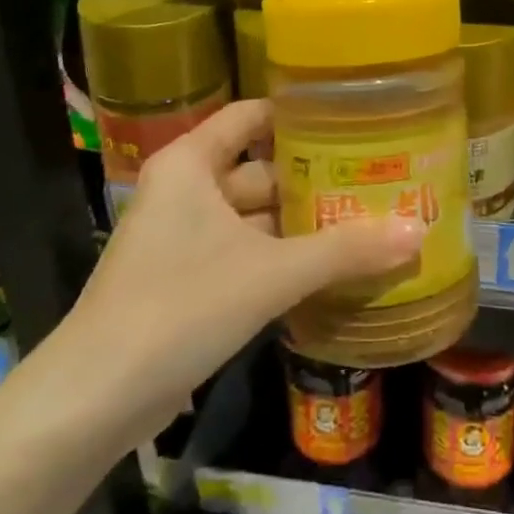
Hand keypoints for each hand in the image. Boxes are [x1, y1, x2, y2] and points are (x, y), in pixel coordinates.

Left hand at [67, 99, 424, 434]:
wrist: (95, 398)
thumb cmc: (180, 306)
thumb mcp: (270, 274)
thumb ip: (344, 251)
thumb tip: (418, 232)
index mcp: (191, 164)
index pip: (251, 116)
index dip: (299, 116)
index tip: (353, 120)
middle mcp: (185, 190)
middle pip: (259, 168)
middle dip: (314, 179)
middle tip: (376, 178)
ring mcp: (183, 237)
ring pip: (254, 216)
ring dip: (301, 224)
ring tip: (366, 219)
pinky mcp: (185, 279)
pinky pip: (244, 252)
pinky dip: (281, 256)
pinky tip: (330, 267)